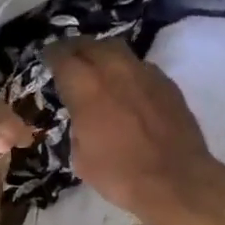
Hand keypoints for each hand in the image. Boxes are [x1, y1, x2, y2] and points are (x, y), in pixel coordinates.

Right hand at [44, 39, 224, 224]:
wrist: (176, 180)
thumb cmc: (120, 174)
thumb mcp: (81, 156)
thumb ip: (77, 125)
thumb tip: (83, 115)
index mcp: (86, 88)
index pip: (62, 57)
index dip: (51, 56)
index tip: (47, 59)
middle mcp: (114, 70)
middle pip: (91, 44)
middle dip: (76, 48)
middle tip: (70, 58)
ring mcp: (145, 73)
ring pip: (118, 49)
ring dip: (103, 54)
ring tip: (97, 67)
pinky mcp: (166, 83)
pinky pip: (140, 66)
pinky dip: (127, 70)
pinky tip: (126, 86)